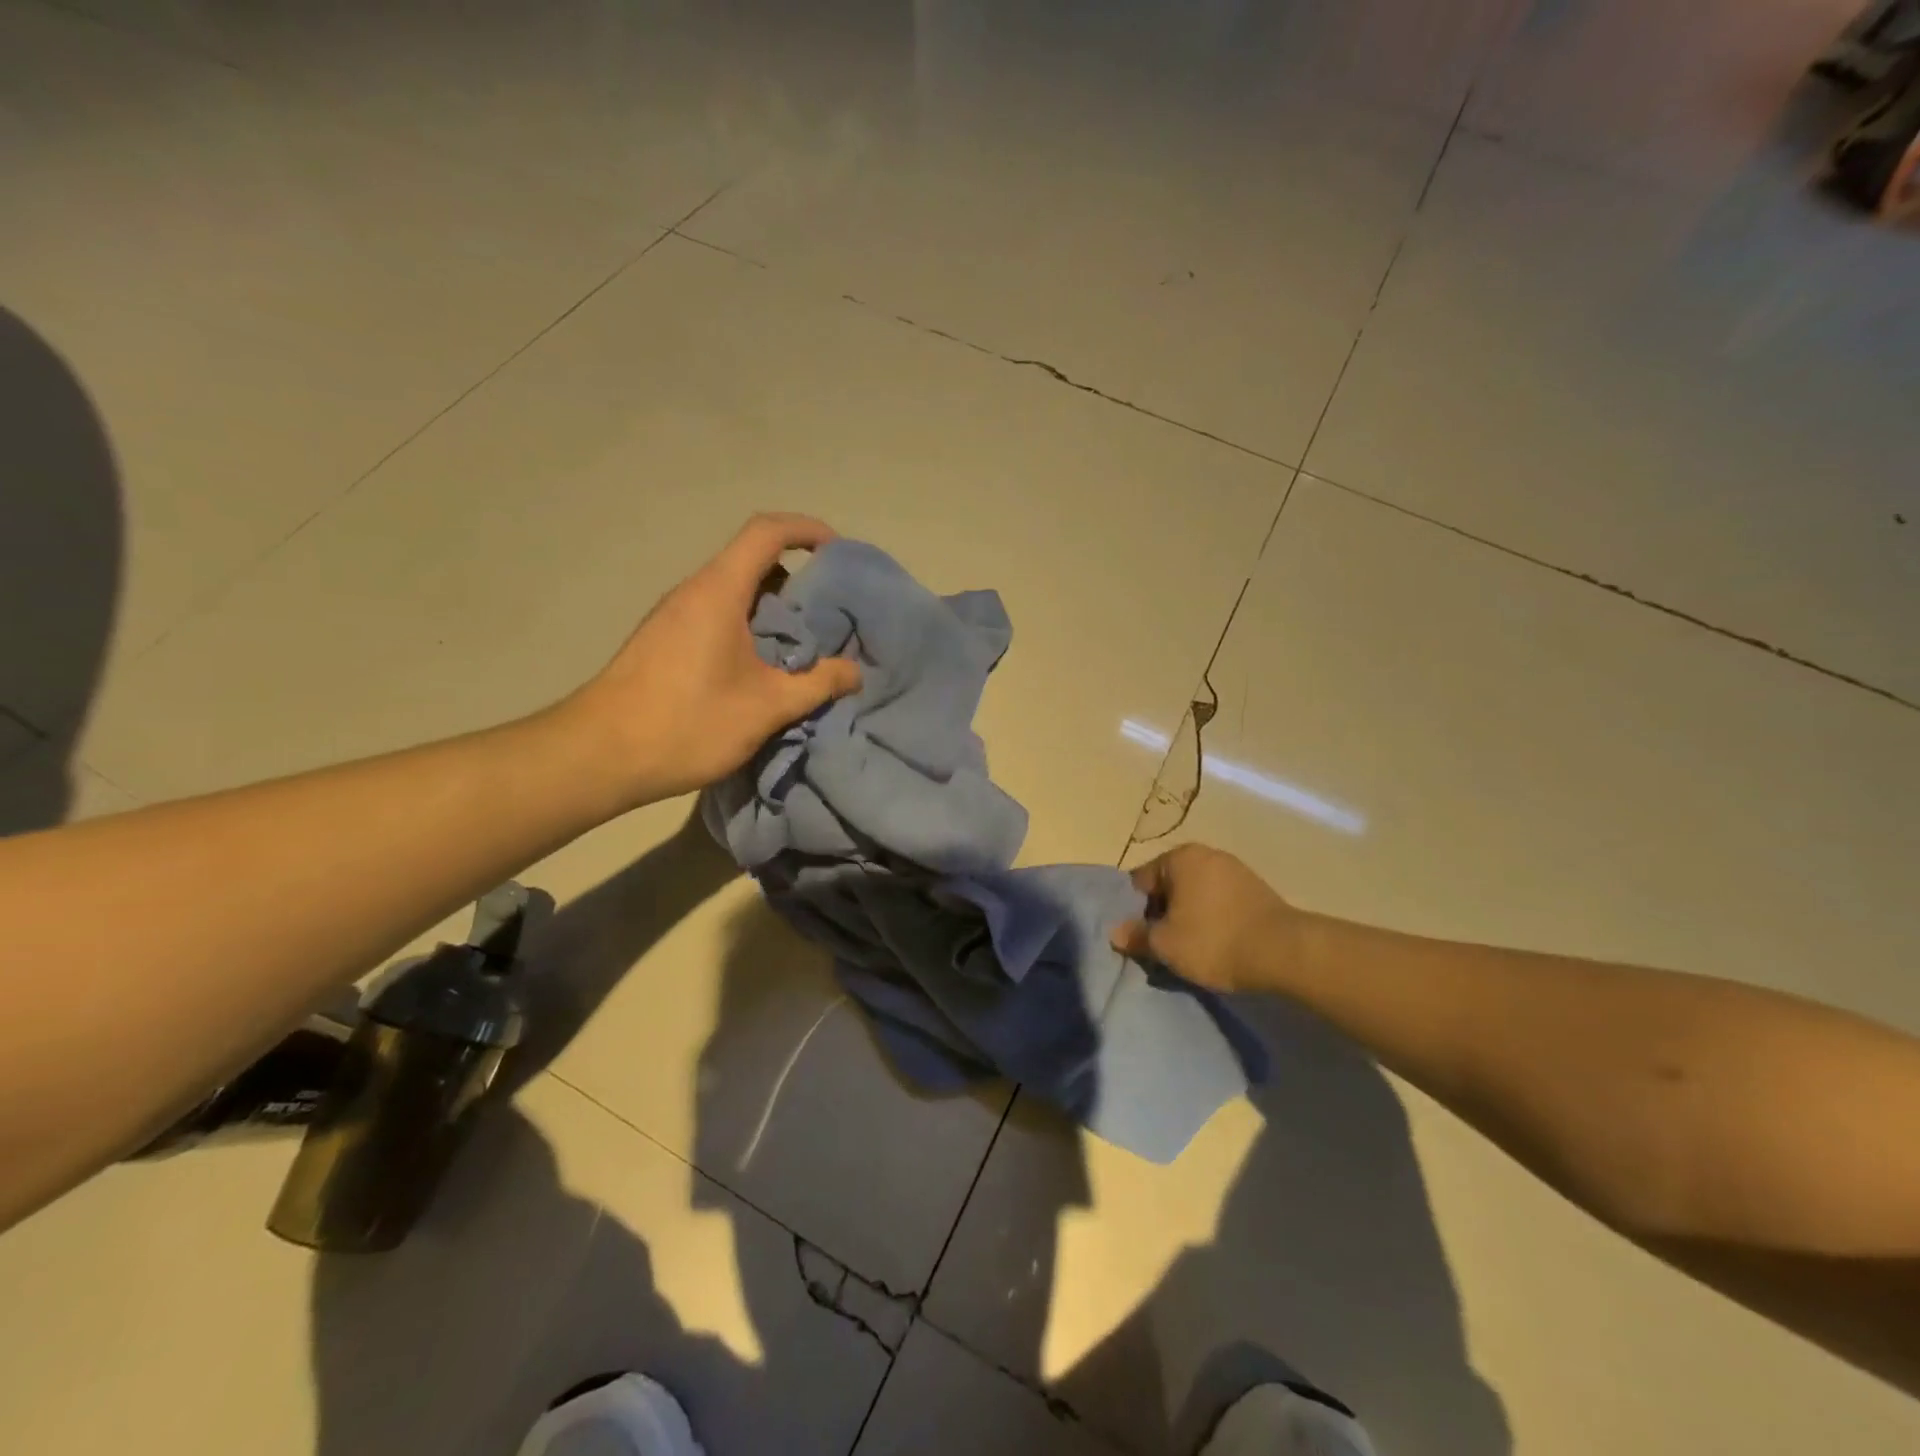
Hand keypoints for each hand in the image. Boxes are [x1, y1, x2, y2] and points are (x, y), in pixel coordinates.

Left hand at [566, 513, 862, 809]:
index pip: (766, 533)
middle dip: (798, 581)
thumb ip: (817, 684)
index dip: (807, 530)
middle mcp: (694, 592)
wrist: (599, 756)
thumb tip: (855, 671)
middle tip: (831, 616)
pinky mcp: (664, 642)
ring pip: (735, 593)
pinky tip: (764, 671)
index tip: (838, 553)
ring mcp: (674, 617)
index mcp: (719, 591)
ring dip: (774, 611)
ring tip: (805, 648)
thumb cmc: (688, 722)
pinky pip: (717, 617)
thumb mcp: (767, 707)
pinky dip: (750, 629)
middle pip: (752, 562)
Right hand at [1110, 843, 1297, 993]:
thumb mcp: (1165, 945)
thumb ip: (1136, 936)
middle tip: (1163, 946)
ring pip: (1195, 894)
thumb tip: (1115, 932)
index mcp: (1179, 857)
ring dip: (1188, 917)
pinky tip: (1216, 943)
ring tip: (1190, 949)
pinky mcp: (1256, 889)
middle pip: (1169, 885)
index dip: (1135, 911)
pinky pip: (1220, 902)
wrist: (1284, 952)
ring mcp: (1235, 869)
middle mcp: (1206, 854)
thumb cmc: (1214, 941)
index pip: (1140, 881)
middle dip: (1162, 913)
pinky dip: (1212, 919)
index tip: (1141, 938)